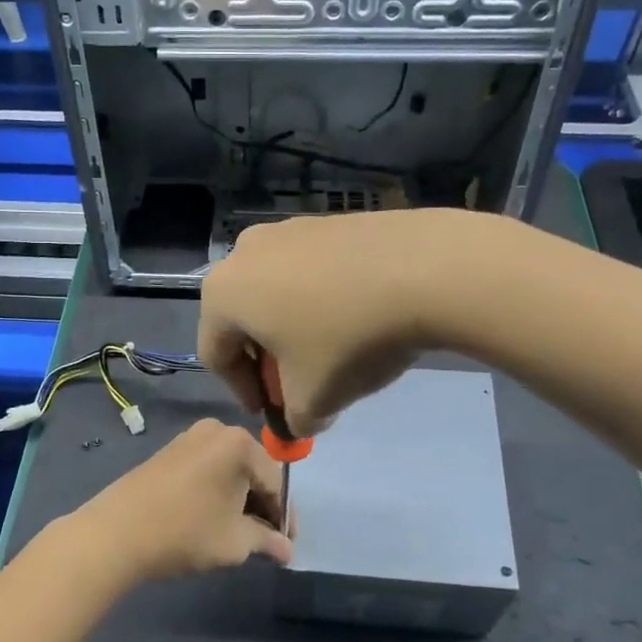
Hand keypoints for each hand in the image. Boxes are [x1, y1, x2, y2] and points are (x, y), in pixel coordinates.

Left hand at [67, 419, 292, 582]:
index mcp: (240, 444)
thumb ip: (267, 542)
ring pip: (229, 470)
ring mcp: (190, 437)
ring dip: (240, 500)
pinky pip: (207, 469)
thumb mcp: (235, 542)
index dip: (284, 517)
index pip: (276, 483)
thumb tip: (287, 551)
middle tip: (266, 542)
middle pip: (253, 471)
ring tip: (240, 534)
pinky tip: (213, 518)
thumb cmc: (185, 532)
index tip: (287, 546)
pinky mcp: (169, 451)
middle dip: (263, 506)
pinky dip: (217, 491)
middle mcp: (217, 430)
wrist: (116, 532)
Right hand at [199, 209, 487, 436]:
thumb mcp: (315, 399)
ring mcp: (288, 229)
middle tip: (299, 385)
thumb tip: (301, 419)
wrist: (425, 270)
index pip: (216, 355)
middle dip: (268, 360)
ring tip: (331, 353)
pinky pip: (309, 271)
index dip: (242, 392)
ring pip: (277, 293)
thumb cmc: (349, 339)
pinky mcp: (328, 222)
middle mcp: (244, 252)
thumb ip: (295, 419)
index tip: (273, 413)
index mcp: (223, 293)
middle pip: (244, 320)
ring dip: (294, 329)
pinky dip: (320, 300)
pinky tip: (355, 318)